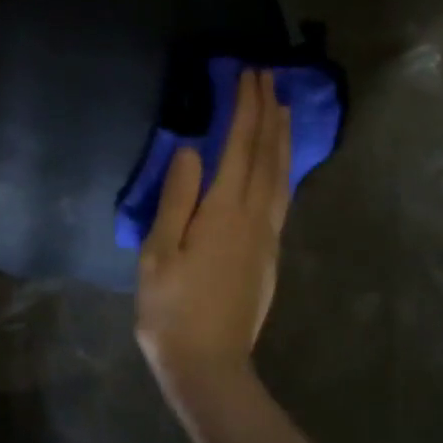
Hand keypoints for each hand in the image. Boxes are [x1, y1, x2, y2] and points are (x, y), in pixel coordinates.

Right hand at [136, 70, 291, 401]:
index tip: (248, 75)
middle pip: (266, 154)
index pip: (239, 147)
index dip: (245, 108)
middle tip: (268, 76)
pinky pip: (281, 195)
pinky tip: (280, 161)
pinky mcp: (268, 252)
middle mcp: (254, 217)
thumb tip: (190, 149)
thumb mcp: (158, 253)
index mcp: (223, 212)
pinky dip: (283, 166)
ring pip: (281, 174)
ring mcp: (266, 236)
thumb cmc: (170, 309)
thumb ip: (176, 198)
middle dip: (268, 112)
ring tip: (282, 106)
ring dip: (282, 136)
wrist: (208, 366)